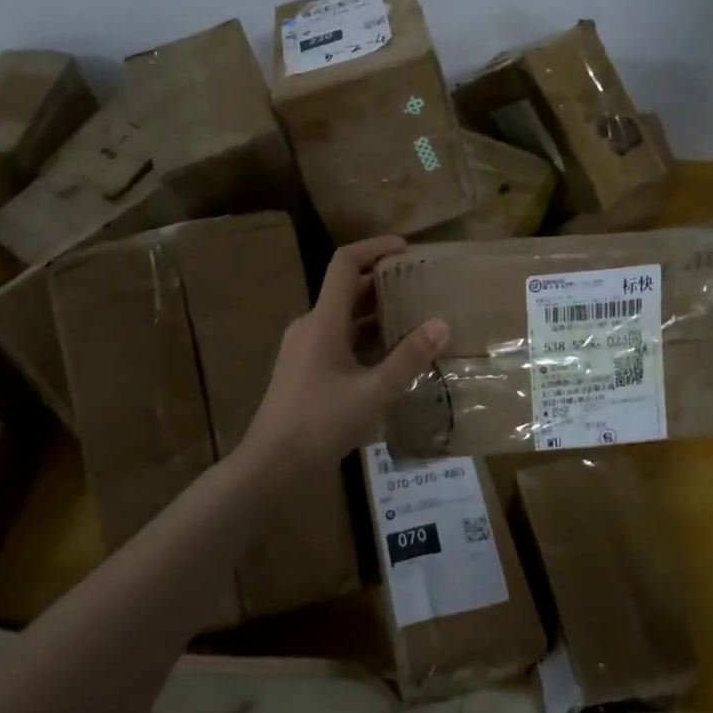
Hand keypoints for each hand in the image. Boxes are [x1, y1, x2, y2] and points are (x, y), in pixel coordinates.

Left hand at [240, 236, 448, 481]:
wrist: (271, 465)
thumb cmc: (321, 422)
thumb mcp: (374, 392)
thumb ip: (408, 358)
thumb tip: (441, 324)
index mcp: (323, 320)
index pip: (345, 264)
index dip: (375, 247)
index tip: (407, 248)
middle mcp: (310, 326)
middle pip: (347, 290)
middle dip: (383, 283)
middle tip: (420, 286)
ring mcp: (304, 349)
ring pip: (343, 318)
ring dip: (376, 315)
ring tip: (414, 319)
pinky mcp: (304, 370)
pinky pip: (338, 341)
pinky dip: (364, 339)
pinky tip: (390, 358)